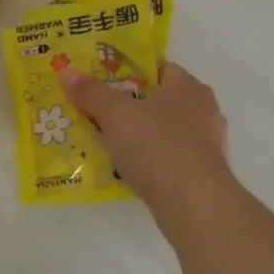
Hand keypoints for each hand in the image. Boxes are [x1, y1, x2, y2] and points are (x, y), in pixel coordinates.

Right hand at [58, 60, 231, 203]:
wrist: (195, 205)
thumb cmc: (157, 147)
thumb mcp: (115, 114)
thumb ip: (91, 92)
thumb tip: (66, 71)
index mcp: (188, 87)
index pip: (157, 68)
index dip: (128, 71)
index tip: (101, 81)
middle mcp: (203, 110)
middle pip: (158, 99)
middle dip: (129, 105)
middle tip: (97, 111)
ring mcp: (207, 144)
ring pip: (163, 130)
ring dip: (138, 134)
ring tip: (106, 141)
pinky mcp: (203, 173)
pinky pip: (168, 157)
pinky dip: (149, 159)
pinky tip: (126, 168)